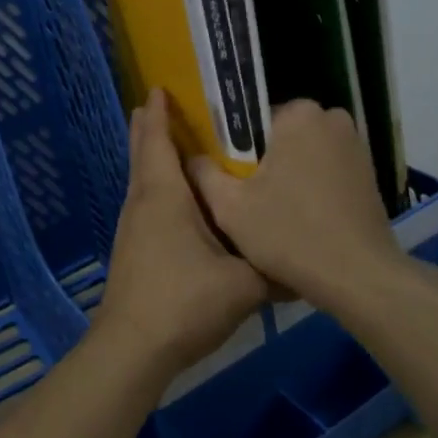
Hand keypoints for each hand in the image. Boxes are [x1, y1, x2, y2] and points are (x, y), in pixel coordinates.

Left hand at [92, 91, 267, 380]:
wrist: (134, 348)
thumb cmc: (185, 301)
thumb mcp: (244, 284)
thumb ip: (275, 270)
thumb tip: (306, 266)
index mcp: (165, 197)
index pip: (157, 143)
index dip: (158, 114)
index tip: (158, 89)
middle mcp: (143, 204)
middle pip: (142, 156)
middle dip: (148, 129)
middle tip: (154, 105)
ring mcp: (133, 229)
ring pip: (141, 181)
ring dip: (150, 158)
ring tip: (167, 146)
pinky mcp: (132, 252)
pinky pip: (144, 204)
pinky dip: (155, 187)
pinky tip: (173, 202)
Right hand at [189, 100, 411, 317]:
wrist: (359, 277)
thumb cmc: (289, 234)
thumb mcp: (230, 207)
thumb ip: (202, 173)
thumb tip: (190, 157)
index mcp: (298, 113)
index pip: (251, 118)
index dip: (233, 148)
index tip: (225, 177)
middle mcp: (331, 117)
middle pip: (278, 135)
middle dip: (261, 160)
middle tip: (244, 198)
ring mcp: (356, 145)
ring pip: (302, 153)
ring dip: (286, 175)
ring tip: (270, 212)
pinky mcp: (368, 172)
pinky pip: (325, 169)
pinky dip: (310, 187)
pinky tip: (299, 218)